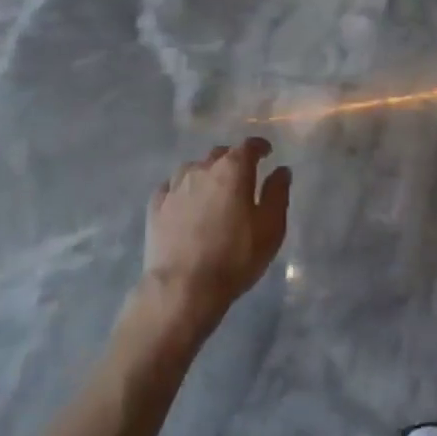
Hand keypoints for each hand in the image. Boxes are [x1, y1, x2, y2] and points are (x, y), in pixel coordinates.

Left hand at [134, 138, 290, 338]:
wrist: (182, 288)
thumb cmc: (234, 257)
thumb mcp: (270, 228)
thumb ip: (277, 193)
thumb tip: (280, 170)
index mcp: (232, 169)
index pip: (249, 146)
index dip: (259, 147)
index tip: (266, 154)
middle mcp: (202, 168)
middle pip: (220, 154)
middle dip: (233, 161)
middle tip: (242, 179)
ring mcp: (175, 185)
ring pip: (194, 169)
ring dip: (206, 175)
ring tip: (212, 193)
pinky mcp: (156, 205)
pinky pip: (172, 187)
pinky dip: (183, 190)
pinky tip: (186, 205)